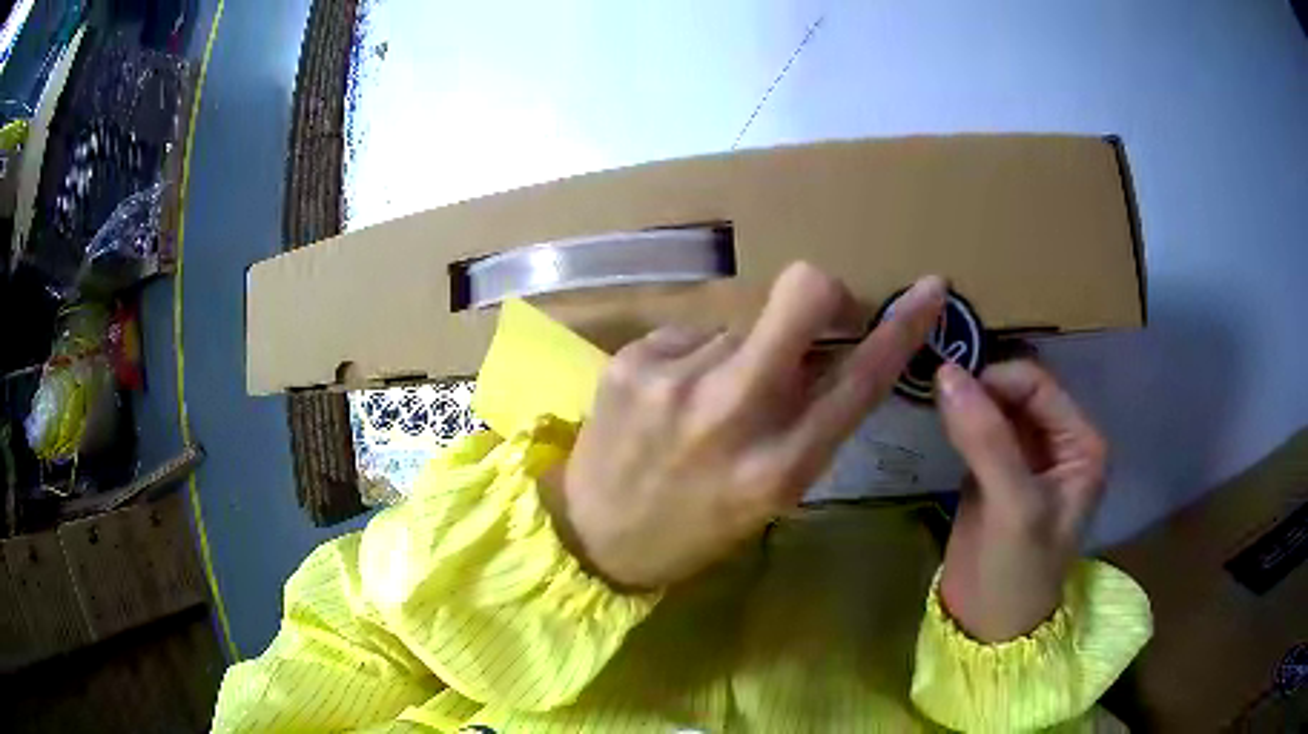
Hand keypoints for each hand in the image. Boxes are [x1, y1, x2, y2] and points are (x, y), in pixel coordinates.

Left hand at [544, 263, 946, 589]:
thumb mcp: (771, 494)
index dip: (902, 328)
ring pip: (742, 321)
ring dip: (742, 348)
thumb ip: (809, 422)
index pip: (862, 379)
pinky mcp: (633, 359)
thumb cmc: (694, 527)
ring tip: (707, 397)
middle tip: (815, 312)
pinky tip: (670, 396)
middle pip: (802, 295)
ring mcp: (677, 379)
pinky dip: (695, 356)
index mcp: (781, 466)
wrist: (594, 537)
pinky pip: (692, 332)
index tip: (929, 289)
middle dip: (822, 292)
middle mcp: (734, 413)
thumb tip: (828, 348)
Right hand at [936, 360, 1107, 641]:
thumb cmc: (1017, 573)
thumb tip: (946, 372)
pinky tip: (936, 421)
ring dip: (965, 402)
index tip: (950, 388)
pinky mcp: (993, 472)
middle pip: (1015, 391)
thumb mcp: (1013, 507)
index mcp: (1080, 443)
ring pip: (994, 408)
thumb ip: (986, 440)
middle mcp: (1058, 442)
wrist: (985, 627)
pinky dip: (957, 422)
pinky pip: (977, 431)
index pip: (1037, 385)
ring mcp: (1025, 457)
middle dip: (979, 387)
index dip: (996, 380)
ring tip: (931, 400)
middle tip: (936, 391)